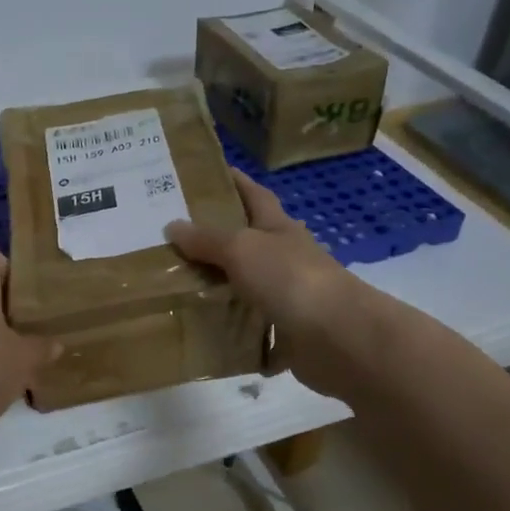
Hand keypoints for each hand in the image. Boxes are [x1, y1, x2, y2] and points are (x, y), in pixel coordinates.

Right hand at [166, 169, 382, 395]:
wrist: (338, 337)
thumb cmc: (290, 278)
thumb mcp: (241, 248)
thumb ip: (207, 239)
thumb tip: (172, 226)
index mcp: (279, 228)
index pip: (255, 195)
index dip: (235, 182)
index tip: (208, 173)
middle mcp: (284, 258)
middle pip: (247, 242)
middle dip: (216, 239)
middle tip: (171, 238)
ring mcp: (288, 296)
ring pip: (246, 287)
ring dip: (219, 288)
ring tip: (175, 287)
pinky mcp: (287, 333)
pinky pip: (252, 330)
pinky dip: (232, 332)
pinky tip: (203, 333)